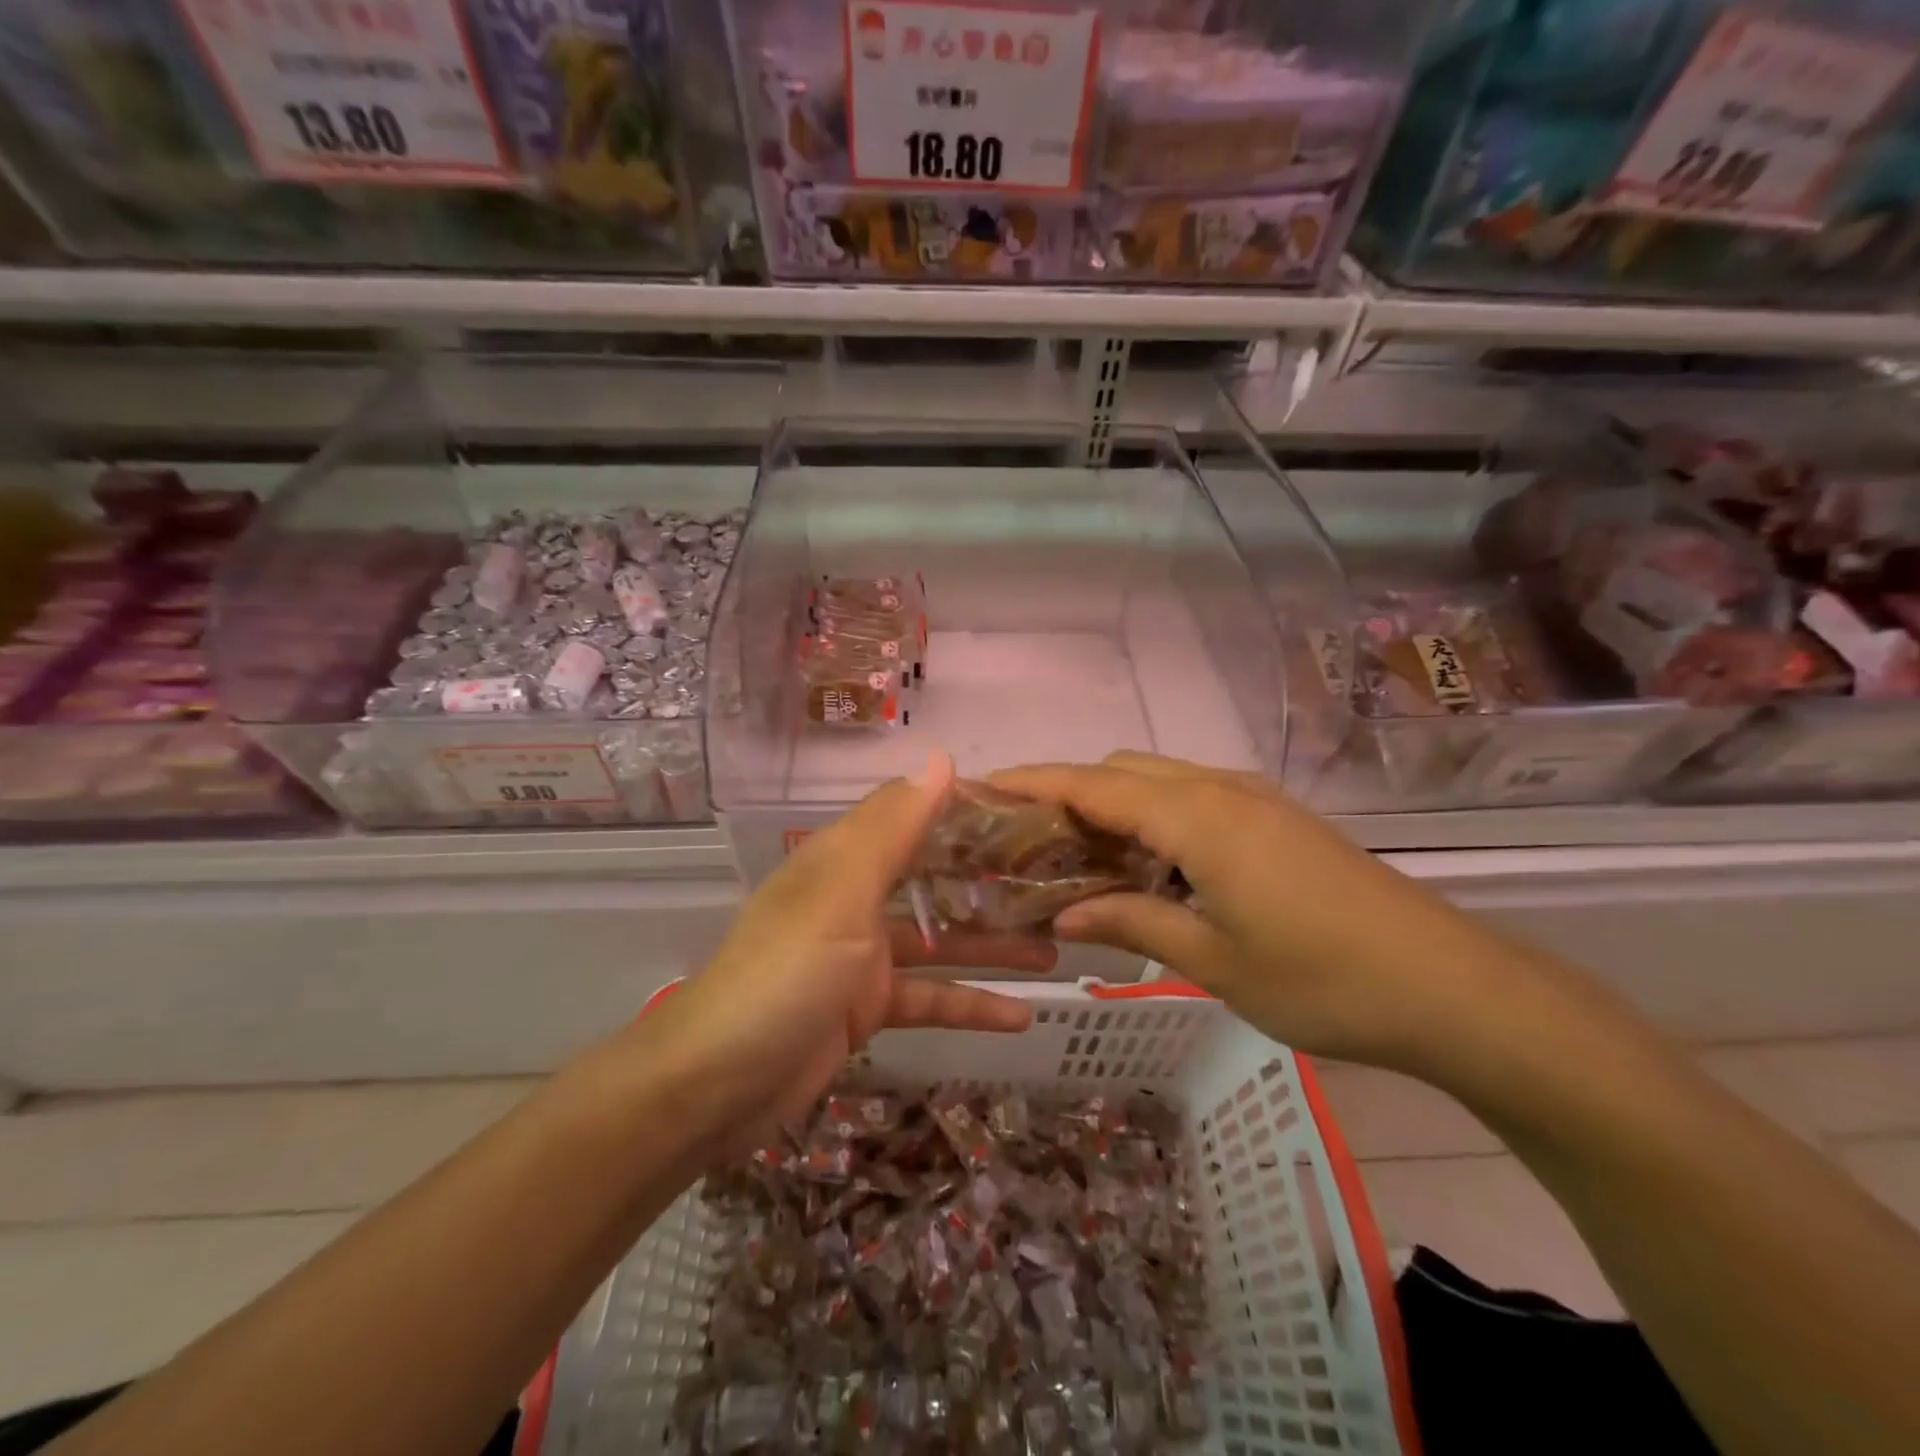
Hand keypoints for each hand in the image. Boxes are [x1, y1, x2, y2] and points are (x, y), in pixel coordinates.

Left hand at [648, 751, 1053, 1142]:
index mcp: (844, 859)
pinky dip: (970, 1006)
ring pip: (939, 943)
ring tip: (1055, 947)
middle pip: (932, 879)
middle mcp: (854, 899)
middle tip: (1051, 883)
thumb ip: (895, 827)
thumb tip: (941, 759)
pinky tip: (1021, 1015)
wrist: (718, 1083)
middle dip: (988, 882)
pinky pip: (930, 999)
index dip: (964, 811)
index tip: (1024, 811)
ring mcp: (861, 957)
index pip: (912, 818)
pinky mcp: (866, 1010)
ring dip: (991, 945)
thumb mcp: (842, 891)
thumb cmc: (785, 972)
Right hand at [992, 752, 1517, 1072]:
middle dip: (1068, 794)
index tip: (982, 788)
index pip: (1092, 784)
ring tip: (1079, 856)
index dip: (1033, 782)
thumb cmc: (1323, 980)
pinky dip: (1153, 816)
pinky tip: (1149, 865)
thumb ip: (1131, 923)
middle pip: (1121, 771)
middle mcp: (1220, 790)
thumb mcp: (1213, 960)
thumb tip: (1061, 918)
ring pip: (1159, 780)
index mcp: (1197, 818)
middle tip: (1029, 844)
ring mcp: (1254, 800)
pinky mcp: (1277, 818)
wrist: (1450, 986)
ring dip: (1112, 805)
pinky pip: (1193, 797)